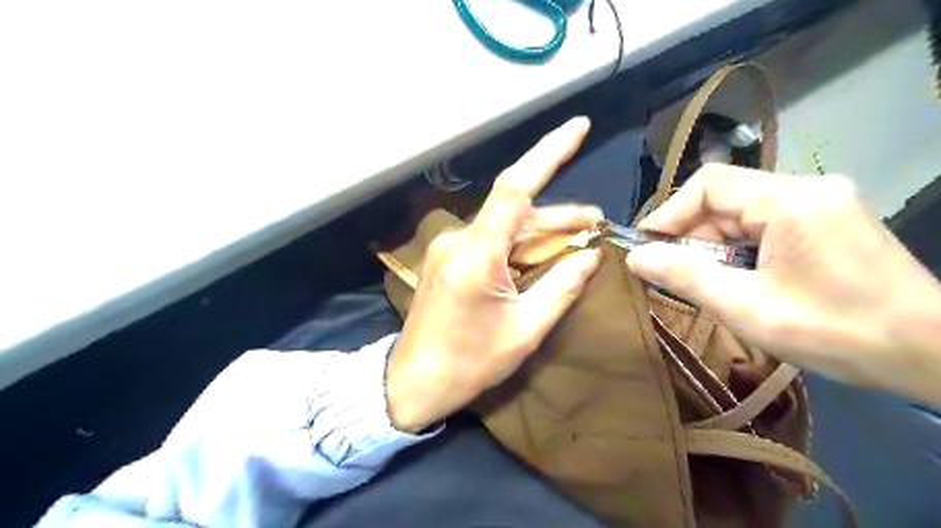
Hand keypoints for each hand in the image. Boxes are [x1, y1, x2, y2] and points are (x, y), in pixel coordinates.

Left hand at [385, 117, 598, 431]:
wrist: (412, 384)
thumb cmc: (468, 364)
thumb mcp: (525, 330)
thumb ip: (562, 287)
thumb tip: (591, 256)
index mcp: (477, 255)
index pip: (516, 187)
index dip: (548, 153)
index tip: (579, 126)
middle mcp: (460, 240)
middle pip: (517, 212)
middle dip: (560, 216)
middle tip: (597, 224)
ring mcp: (451, 249)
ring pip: (506, 228)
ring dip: (542, 232)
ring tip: (580, 239)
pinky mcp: (449, 260)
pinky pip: (492, 243)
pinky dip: (521, 246)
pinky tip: (544, 255)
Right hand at [623, 163, 940, 404]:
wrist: (934, 355)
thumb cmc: (837, 333)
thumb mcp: (748, 308)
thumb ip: (687, 277)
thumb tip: (635, 257)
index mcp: (791, 201)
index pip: (709, 185)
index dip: (668, 213)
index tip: (645, 247)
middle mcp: (808, 189)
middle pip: (726, 199)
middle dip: (691, 236)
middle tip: (670, 274)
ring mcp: (822, 203)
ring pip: (743, 213)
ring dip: (714, 245)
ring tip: (704, 282)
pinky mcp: (828, 220)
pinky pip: (765, 224)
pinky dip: (739, 249)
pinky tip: (737, 278)